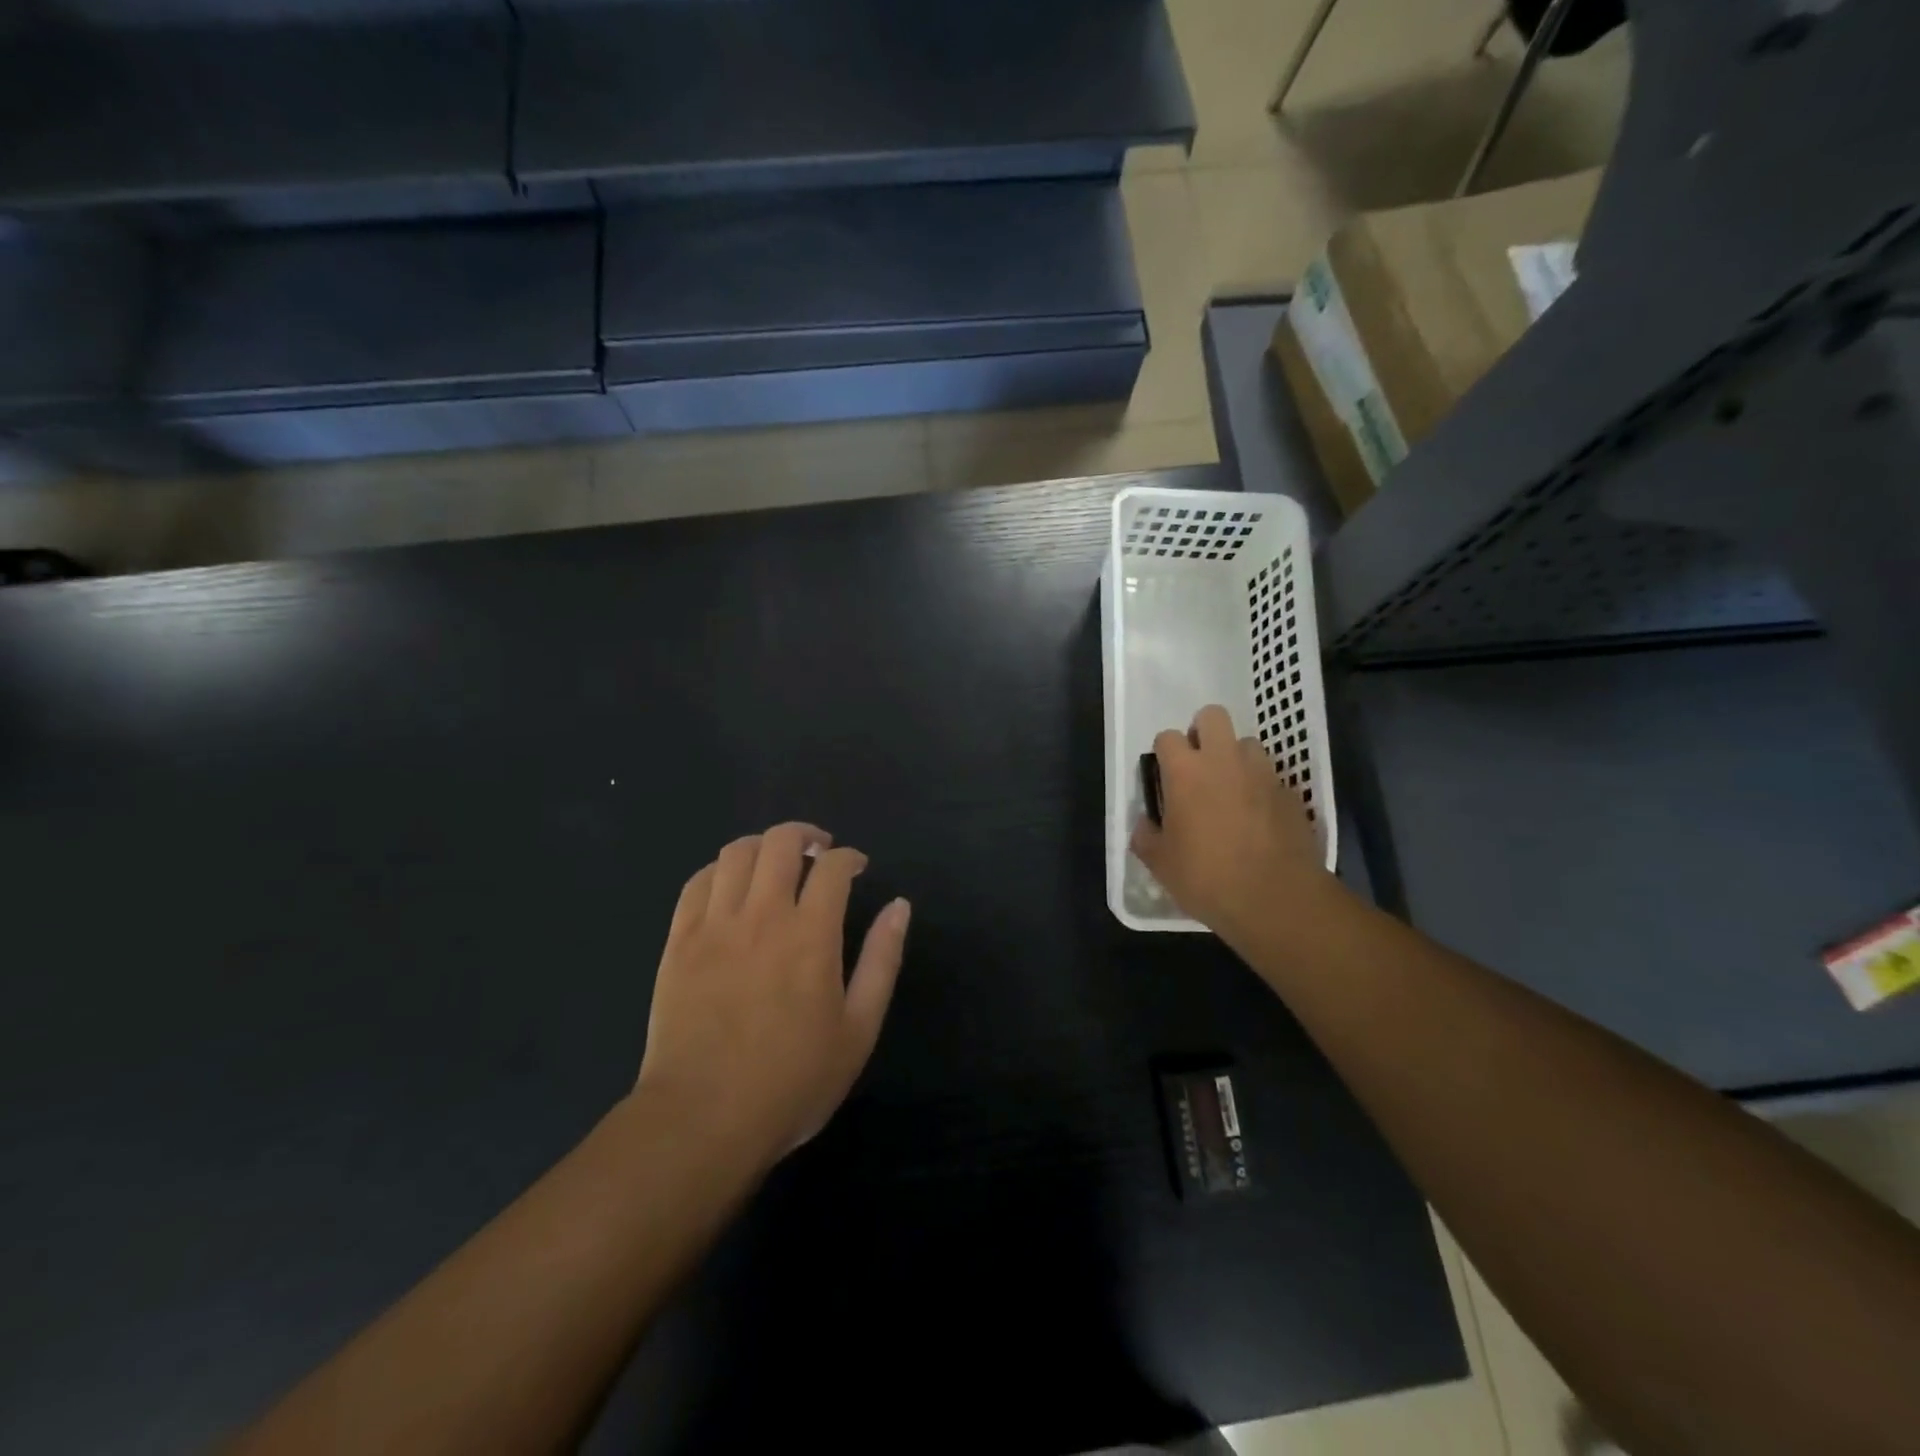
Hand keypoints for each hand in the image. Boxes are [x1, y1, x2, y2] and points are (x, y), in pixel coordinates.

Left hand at [636, 823, 910, 1169]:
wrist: (703, 1119)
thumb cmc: (793, 1080)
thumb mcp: (859, 1029)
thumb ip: (882, 960)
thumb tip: (899, 906)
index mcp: (811, 933)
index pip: (833, 867)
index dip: (850, 857)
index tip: (858, 867)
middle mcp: (762, 915)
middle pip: (780, 842)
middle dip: (806, 836)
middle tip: (818, 852)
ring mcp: (714, 925)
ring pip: (736, 853)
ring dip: (762, 845)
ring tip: (775, 862)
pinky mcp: (678, 941)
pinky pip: (696, 883)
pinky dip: (719, 870)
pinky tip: (730, 884)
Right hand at [1131, 705, 1331, 947]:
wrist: (1275, 898)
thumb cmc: (1207, 877)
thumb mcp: (1160, 863)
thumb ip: (1146, 836)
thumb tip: (1146, 824)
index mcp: (1185, 771)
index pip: (1167, 737)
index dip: (1163, 754)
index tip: (1164, 778)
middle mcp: (1224, 760)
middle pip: (1212, 716)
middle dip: (1202, 732)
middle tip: (1198, 766)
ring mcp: (1262, 773)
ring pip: (1247, 743)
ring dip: (1235, 758)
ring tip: (1231, 789)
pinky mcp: (1290, 792)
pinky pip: (1270, 776)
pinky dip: (1260, 787)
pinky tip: (1258, 817)